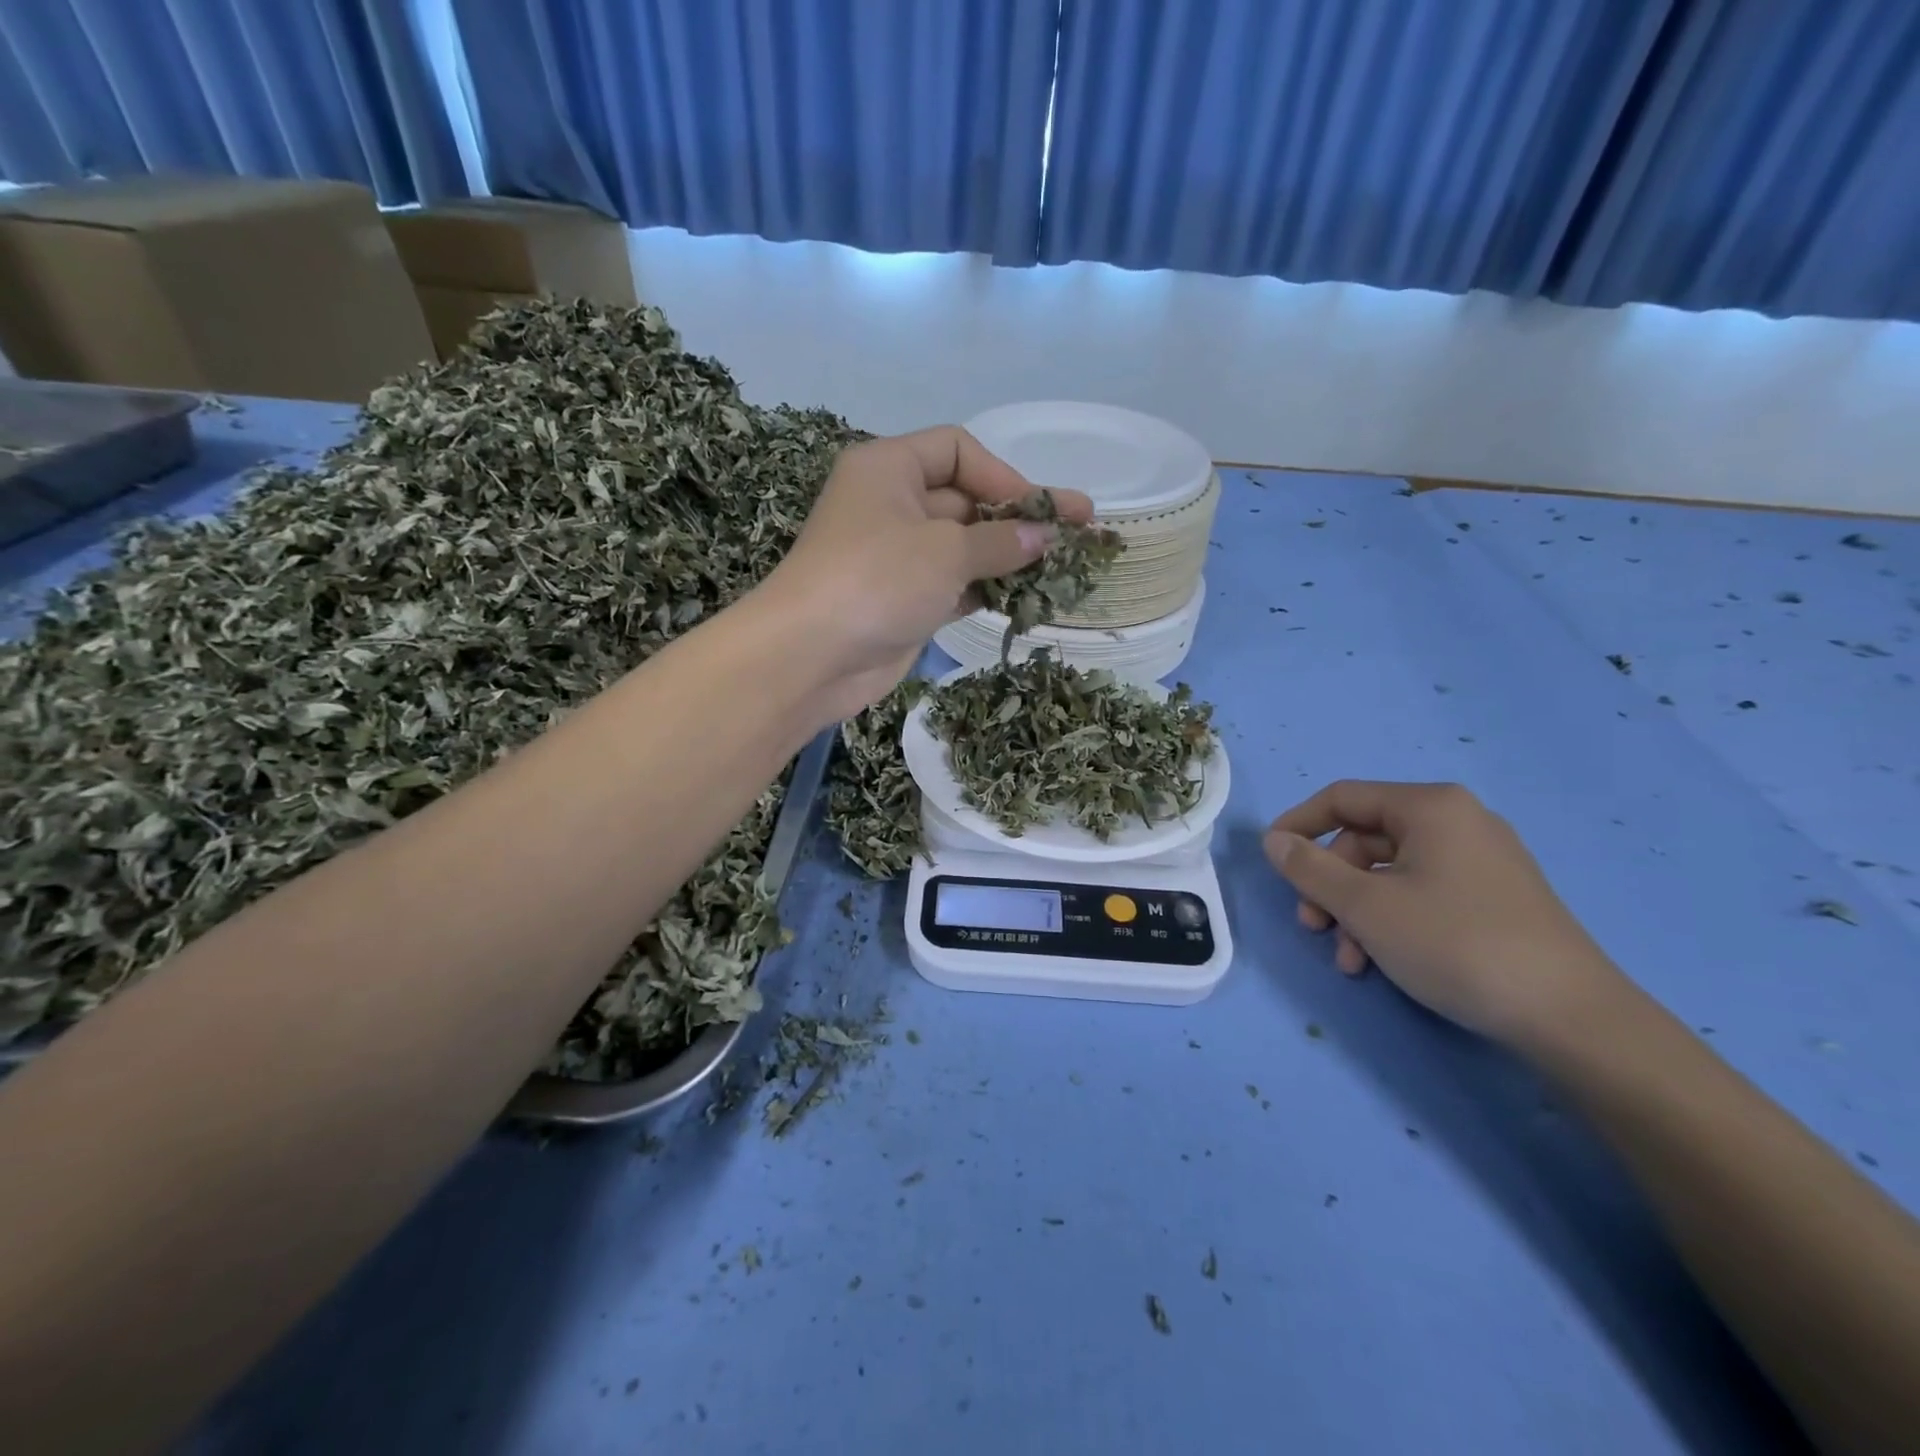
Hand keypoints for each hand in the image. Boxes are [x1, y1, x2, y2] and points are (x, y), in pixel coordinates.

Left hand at [757, 427, 1093, 721]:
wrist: (811, 657)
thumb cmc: (877, 580)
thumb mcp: (947, 550)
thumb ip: (1002, 541)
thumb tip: (1046, 538)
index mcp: (889, 468)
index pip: (958, 450)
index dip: (1005, 476)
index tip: (1044, 509)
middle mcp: (891, 504)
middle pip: (965, 499)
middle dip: (1017, 519)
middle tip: (1077, 536)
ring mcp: (896, 555)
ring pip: (963, 547)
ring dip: (1008, 558)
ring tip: (1061, 570)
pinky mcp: (902, 599)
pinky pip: (954, 584)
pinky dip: (986, 589)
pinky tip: (1024, 599)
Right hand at [1264, 781, 1621, 1046]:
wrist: (1571, 1017)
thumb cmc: (1455, 943)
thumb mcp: (1365, 907)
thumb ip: (1309, 868)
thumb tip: (1274, 840)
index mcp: (1430, 807)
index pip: (1342, 798)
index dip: (1298, 825)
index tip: (1271, 860)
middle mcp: (1458, 822)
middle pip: (1364, 839)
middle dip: (1329, 884)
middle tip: (1311, 925)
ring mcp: (1481, 861)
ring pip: (1390, 873)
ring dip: (1355, 911)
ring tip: (1347, 958)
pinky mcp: (1495, 897)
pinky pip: (1422, 893)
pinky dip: (1390, 920)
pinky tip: (1379, 962)